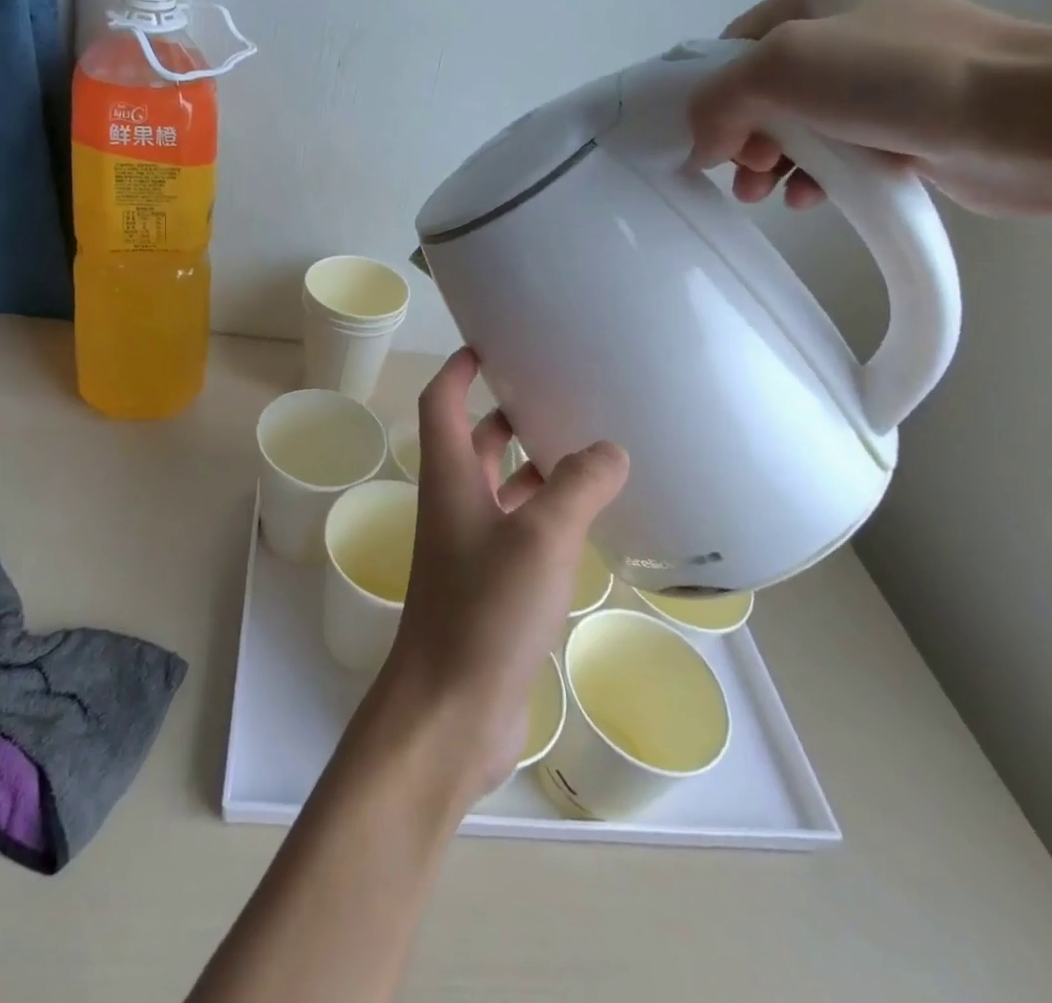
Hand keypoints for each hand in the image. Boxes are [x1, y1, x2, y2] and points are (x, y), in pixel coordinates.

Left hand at [379, 349, 628, 798]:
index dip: (458, 368)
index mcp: (449, 477)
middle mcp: (454, 503)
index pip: (442, 401)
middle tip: (556, 389)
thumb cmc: (484, 612)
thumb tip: (609, 449)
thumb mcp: (539, 538)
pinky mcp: (490, 584)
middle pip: (474, 440)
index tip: (488, 342)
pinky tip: (588, 516)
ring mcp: (470, 546)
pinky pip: (519, 529)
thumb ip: (577, 487)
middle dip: (506, 410)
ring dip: (532, 463)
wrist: (449, 709)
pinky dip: (546, 512)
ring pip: (500, 486)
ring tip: (586, 443)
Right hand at [687, 0, 1051, 216]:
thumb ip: (717, 100)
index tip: (711, 140)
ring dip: (771, 163)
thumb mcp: (780, 66)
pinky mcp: (906, 122)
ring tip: (767, 193)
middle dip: (742, 138)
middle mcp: (852, 25)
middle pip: (762, 90)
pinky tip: (810, 198)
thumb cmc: (895, 77)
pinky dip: (814, 175)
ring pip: (796, 126)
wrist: (1030, 119)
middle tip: (745, 172)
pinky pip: (837, 151)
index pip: (734, 45)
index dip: (712, 94)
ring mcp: (883, 76)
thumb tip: (703, 148)